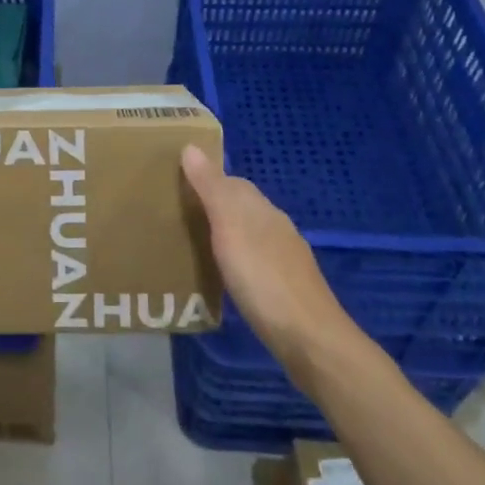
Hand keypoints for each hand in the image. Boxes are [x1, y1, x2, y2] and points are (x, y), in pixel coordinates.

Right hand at [180, 144, 357, 381]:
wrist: (309, 338)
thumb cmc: (263, 278)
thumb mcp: (230, 228)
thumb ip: (211, 189)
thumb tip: (192, 146)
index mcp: (262, 209)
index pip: (232, 181)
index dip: (206, 179)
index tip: (176, 185)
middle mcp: (276, 226)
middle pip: (242, 206)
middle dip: (214, 206)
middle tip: (177, 215)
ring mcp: (285, 258)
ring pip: (249, 233)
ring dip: (225, 233)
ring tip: (194, 244)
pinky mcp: (286, 286)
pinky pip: (255, 259)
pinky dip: (237, 258)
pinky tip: (225, 274)